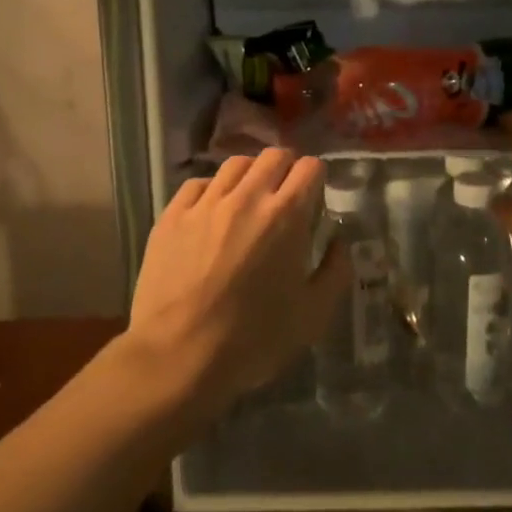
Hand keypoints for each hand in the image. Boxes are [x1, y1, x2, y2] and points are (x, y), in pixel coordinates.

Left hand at [126, 148, 347, 410]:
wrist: (177, 356)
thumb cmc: (253, 339)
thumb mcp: (313, 315)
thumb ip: (336, 270)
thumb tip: (340, 240)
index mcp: (286, 215)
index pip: (309, 167)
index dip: (317, 177)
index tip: (315, 197)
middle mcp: (247, 197)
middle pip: (273, 156)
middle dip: (286, 169)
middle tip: (285, 196)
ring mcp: (205, 203)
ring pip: (234, 165)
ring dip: (250, 176)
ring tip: (248, 200)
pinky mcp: (172, 215)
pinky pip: (197, 185)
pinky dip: (212, 191)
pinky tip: (212, 213)